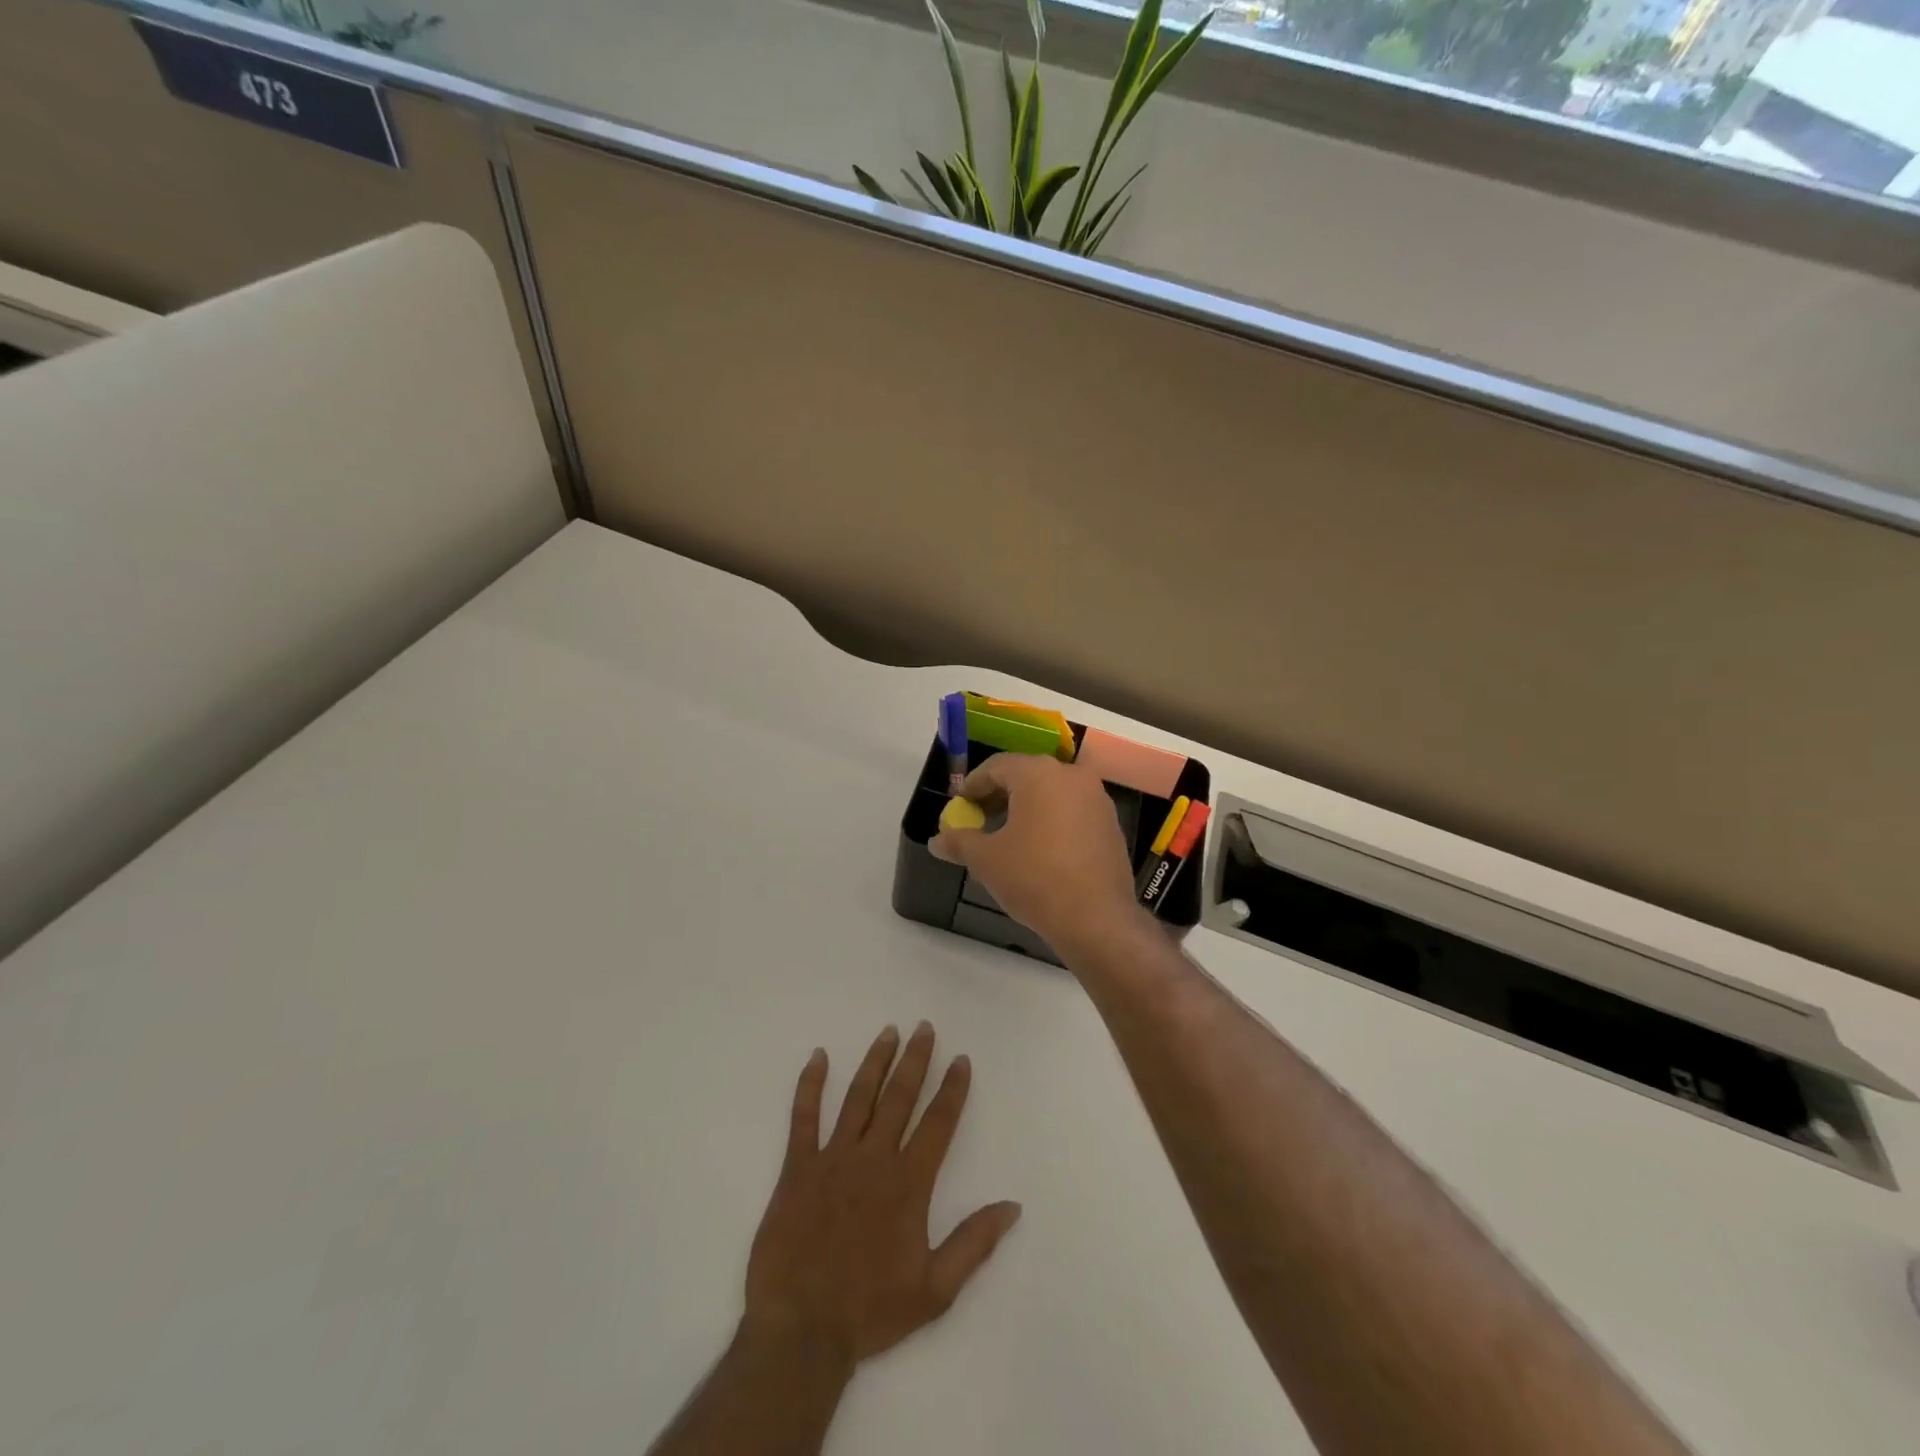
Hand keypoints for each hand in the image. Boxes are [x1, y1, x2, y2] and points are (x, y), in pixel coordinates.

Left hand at [743, 1023, 1021, 1369]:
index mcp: (908, 1183)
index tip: (961, 1059)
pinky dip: (810, 1085)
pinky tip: (818, 1057)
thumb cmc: (871, 1310)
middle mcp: (874, 1158)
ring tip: (889, 1031)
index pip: (938, 1123)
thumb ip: (974, 1243)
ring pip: (858, 1097)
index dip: (952, 1089)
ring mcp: (833, 1158)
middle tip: (924, 1027)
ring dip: (876, 1061)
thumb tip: (1012, 1206)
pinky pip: (803, 1117)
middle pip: (899, 1097)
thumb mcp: (935, 1290)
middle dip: (916, 1060)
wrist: (801, 1331)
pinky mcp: (797, 1167)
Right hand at [931, 753, 1142, 954]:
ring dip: (1025, 809)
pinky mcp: (1111, 824)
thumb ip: (959, 842)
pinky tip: (1038, 850)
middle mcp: (1072, 776)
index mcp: (1039, 773)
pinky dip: (1051, 821)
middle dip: (998, 796)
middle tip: (978, 820)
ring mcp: (1097, 799)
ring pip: (1051, 793)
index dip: (972, 786)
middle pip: (1025, 776)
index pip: (996, 766)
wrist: (1096, 919)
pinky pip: (1072, 811)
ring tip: (1006, 838)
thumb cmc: (1034, 878)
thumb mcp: (986, 860)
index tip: (959, 807)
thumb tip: (936, 840)